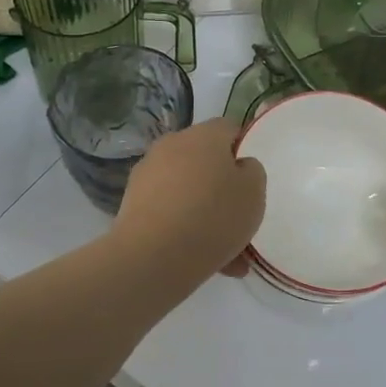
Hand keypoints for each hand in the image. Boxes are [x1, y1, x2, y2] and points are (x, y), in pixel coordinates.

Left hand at [114, 118, 266, 282]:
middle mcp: (172, 145)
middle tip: (236, 216)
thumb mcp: (254, 192)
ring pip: (186, 188)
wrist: (153, 256)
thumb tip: (238, 166)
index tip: (249, 179)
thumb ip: (252, 171)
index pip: (228, 128)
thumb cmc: (213, 216)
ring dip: (202, 210)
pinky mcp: (132, 202)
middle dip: (220, 184)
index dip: (241, 150)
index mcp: (204, 135)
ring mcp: (147, 173)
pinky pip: (168, 209)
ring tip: (223, 251)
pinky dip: (182, 226)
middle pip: (203, 159)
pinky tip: (199, 258)